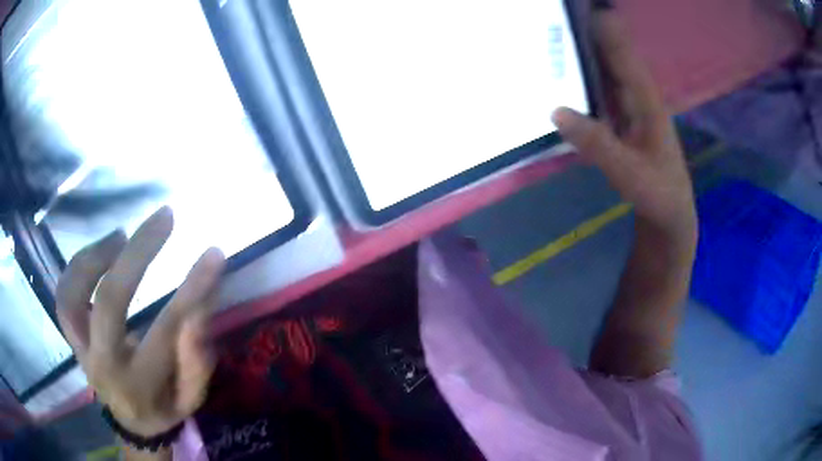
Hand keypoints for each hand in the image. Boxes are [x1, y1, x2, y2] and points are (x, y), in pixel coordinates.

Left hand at [56, 206, 225, 436]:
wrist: (130, 422)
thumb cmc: (164, 409)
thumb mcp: (191, 399)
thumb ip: (196, 362)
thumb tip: (198, 311)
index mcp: (138, 386)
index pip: (165, 331)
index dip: (191, 289)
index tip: (214, 253)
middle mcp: (101, 364)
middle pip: (109, 301)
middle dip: (137, 253)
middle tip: (164, 217)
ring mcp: (80, 348)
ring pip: (73, 294)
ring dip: (95, 255)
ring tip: (121, 235)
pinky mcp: (71, 337)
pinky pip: (64, 296)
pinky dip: (77, 266)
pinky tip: (100, 250)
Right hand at [552, 10, 695, 246]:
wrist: (670, 214)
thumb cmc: (657, 193)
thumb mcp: (629, 173)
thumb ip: (597, 143)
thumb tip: (555, 110)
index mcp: (646, 100)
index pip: (622, 52)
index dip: (604, 26)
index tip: (579, 7)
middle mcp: (637, 95)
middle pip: (611, 53)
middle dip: (587, 32)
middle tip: (554, 18)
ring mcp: (629, 106)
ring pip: (605, 69)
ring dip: (582, 51)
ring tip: (552, 35)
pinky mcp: (621, 118)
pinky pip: (600, 88)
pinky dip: (584, 76)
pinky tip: (563, 74)